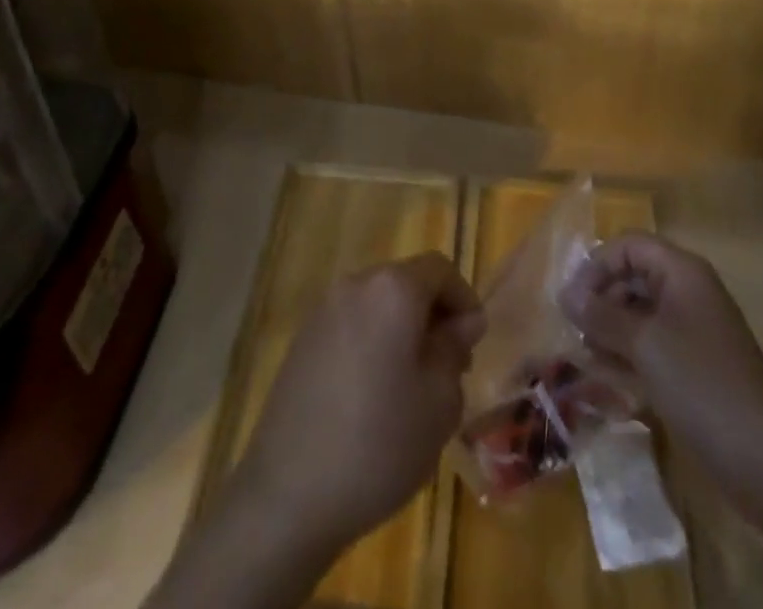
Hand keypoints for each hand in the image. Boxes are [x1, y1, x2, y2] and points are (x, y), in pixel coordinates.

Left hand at [234, 252, 484, 556]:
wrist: (289, 493)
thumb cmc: (379, 443)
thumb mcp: (439, 402)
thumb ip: (453, 349)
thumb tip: (461, 322)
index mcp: (392, 290)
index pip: (440, 270)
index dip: (464, 300)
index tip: (473, 345)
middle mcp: (355, 285)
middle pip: (406, 283)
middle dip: (433, 316)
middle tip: (449, 370)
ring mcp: (323, 311)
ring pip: (378, 305)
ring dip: (402, 331)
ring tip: (412, 388)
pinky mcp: (303, 340)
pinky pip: (352, 325)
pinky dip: (373, 343)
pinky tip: (374, 396)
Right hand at [561, 232, 762, 495]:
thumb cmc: (701, 385)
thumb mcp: (644, 343)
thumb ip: (601, 314)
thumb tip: (566, 294)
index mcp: (682, 272)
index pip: (628, 246)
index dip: (597, 266)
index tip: (572, 301)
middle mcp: (688, 292)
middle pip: (633, 277)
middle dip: (601, 300)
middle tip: (576, 331)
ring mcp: (693, 331)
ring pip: (639, 314)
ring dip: (610, 330)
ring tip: (586, 356)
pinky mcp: (695, 367)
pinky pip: (652, 346)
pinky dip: (628, 354)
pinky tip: (606, 377)